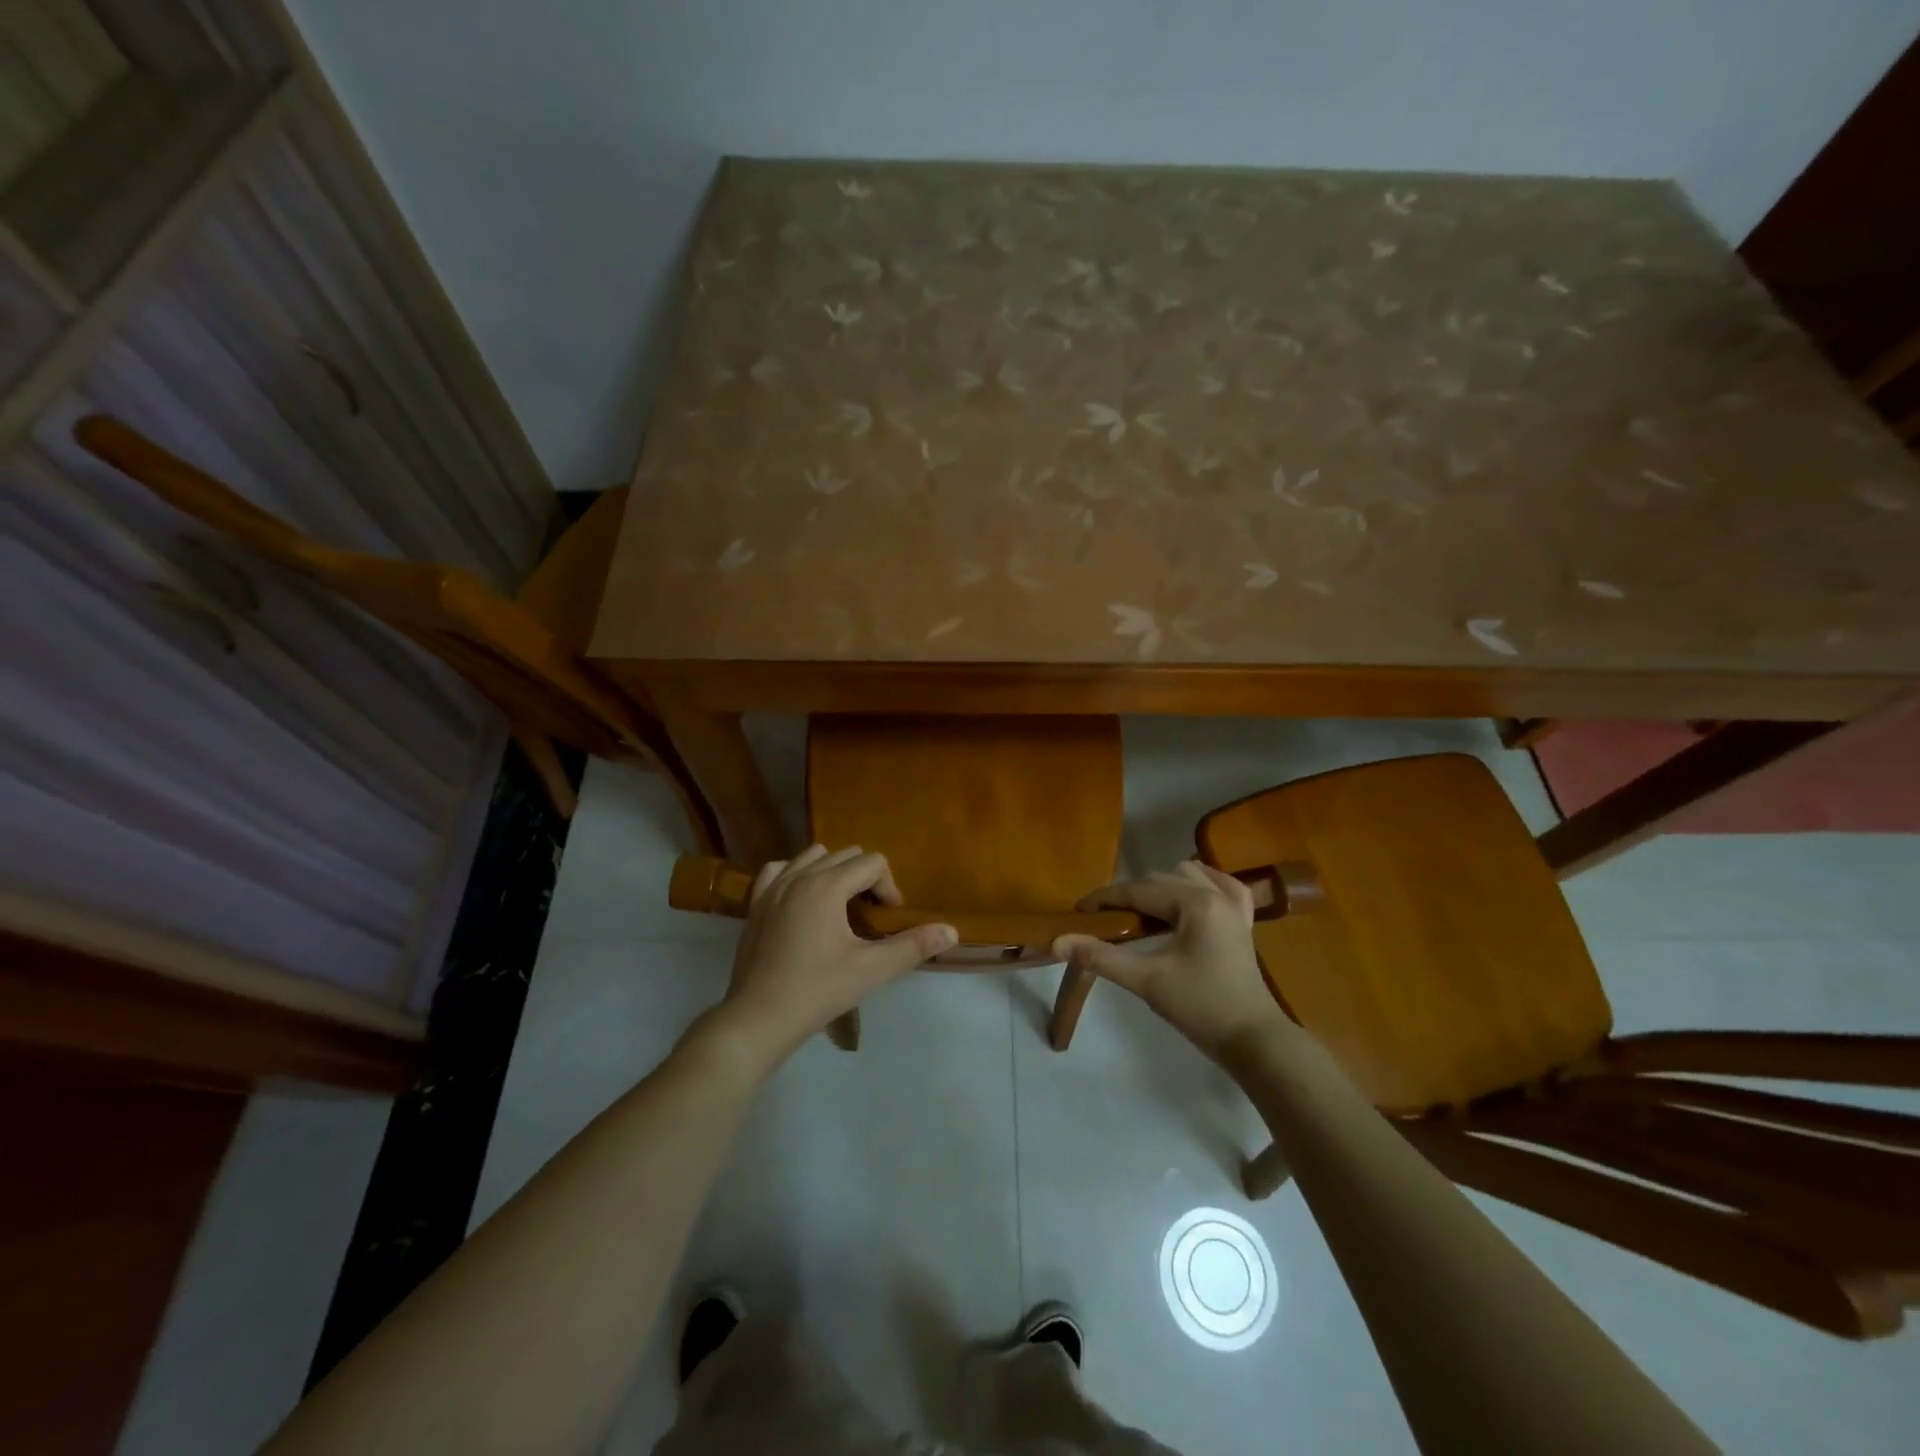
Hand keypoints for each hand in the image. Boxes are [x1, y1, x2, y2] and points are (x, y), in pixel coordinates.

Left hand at [717, 845, 955, 1061]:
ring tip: (839, 908)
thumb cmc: (818, 991)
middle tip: (868, 916)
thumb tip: (951, 931)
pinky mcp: (755, 902)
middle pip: (846, 854)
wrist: (759, 1018)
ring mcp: (772, 887)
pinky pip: (779, 869)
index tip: (888, 920)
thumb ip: (913, 946)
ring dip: (833, 872)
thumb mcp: (871, 970)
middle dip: (865, 879)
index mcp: (828, 886)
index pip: (872, 863)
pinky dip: (796, 875)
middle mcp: (800, 875)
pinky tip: (802, 901)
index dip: (888, 888)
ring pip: (813, 856)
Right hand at [1052, 861, 1287, 1060]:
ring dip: (1161, 887)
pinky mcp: (1243, 922)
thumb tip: (1058, 941)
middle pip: (1160, 880)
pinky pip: (1222, 886)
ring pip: (1189, 875)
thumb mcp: (1146, 981)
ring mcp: (1233, 906)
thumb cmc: (1200, 1007)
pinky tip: (1188, 896)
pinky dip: (1201, 884)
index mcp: (1194, 903)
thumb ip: (1101, 957)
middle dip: (1129, 895)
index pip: (1138, 890)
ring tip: (1141, 913)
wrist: (1253, 1040)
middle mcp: (1215, 895)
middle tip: (1104, 920)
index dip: (1105, 899)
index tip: (1079, 911)